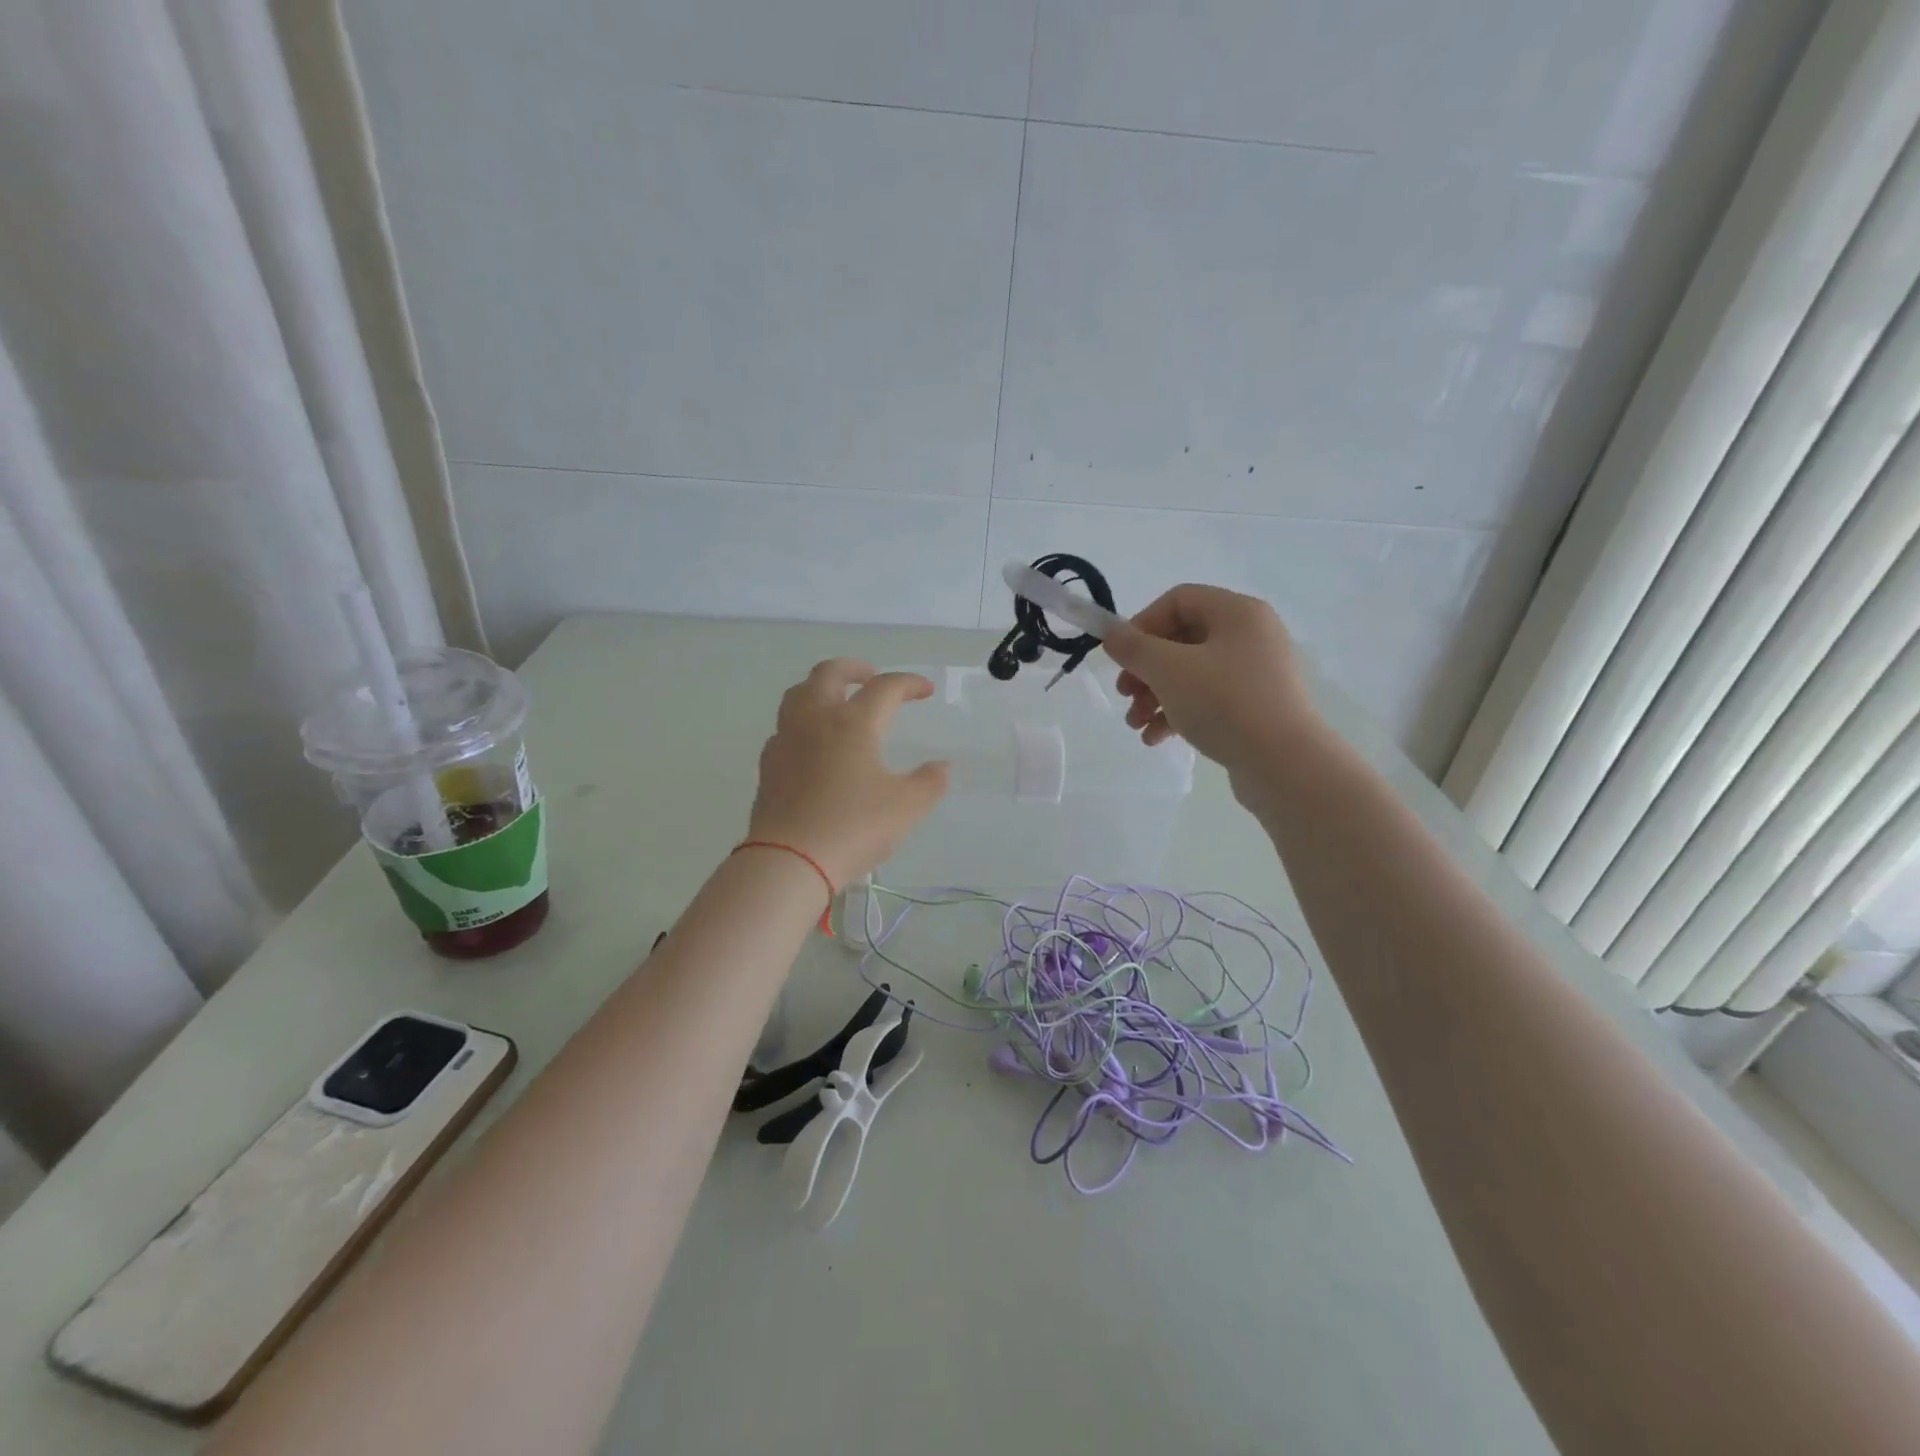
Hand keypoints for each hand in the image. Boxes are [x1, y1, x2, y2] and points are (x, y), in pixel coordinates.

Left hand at [747, 659, 949, 886]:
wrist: (789, 861)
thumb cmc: (853, 827)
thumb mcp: (906, 807)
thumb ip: (929, 782)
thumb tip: (941, 766)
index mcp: (853, 722)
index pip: (885, 687)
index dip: (909, 683)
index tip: (925, 690)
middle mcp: (816, 720)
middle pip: (829, 673)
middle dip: (855, 668)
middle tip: (872, 676)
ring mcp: (786, 740)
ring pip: (798, 694)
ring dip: (821, 687)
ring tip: (838, 700)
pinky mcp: (768, 765)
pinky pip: (785, 727)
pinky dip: (803, 722)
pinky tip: (812, 742)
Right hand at [1102, 585, 1317, 783]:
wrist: (1285, 764)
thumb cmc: (1225, 703)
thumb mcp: (1169, 670)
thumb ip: (1134, 648)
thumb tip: (1112, 635)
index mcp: (1237, 613)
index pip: (1179, 600)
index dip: (1143, 624)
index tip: (1122, 657)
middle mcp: (1251, 636)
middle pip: (1182, 640)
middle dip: (1145, 669)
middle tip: (1124, 694)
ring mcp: (1256, 674)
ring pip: (1191, 674)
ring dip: (1155, 696)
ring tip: (1135, 724)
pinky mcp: (1256, 708)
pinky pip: (1208, 700)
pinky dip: (1178, 714)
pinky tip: (1156, 739)